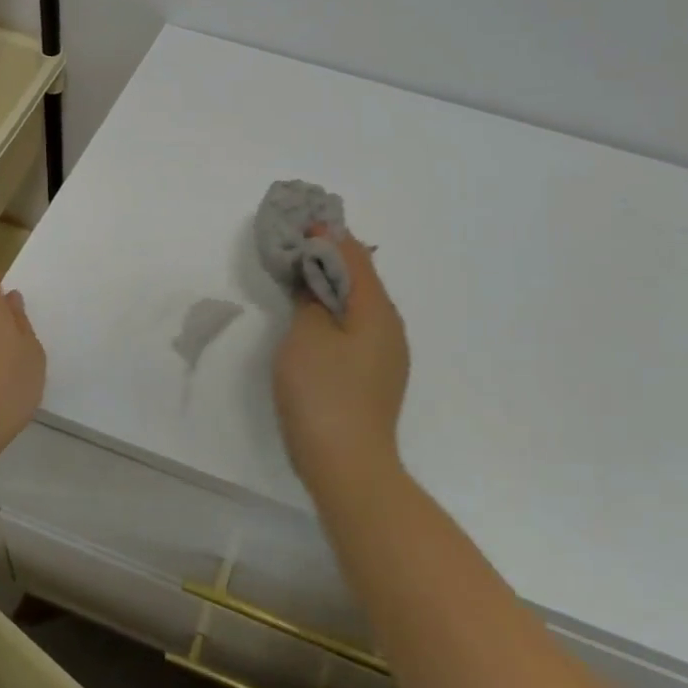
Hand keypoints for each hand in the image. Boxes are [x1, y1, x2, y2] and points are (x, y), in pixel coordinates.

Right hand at [273, 230, 408, 496]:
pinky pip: (357, 329)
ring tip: (302, 276)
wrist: (348, 466)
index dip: (328, 235)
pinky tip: (316, 319)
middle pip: (361, 279)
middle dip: (330, 258)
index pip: (354, 256)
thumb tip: (316, 278)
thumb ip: (311, 297)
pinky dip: (336, 313)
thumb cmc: (323, 393)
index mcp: (377, 310)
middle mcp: (390, 327)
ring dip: (332, 286)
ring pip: (359, 305)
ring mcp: (387, 355)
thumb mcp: (307, 335)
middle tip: (297, 245)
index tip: (302, 221)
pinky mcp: (376, 378)